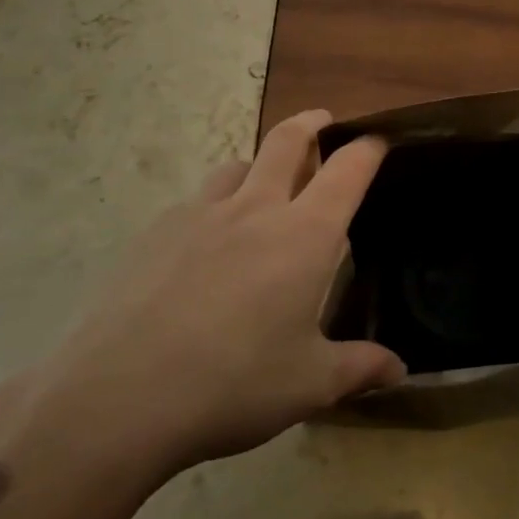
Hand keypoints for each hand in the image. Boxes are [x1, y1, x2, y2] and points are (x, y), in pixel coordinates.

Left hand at [15, 110, 403, 498]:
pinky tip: (207, 241)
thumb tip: (399, 370)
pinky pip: (196, 201)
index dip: (368, 149)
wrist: (118, 397)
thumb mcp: (309, 384)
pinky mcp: (156, 232)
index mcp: (304, 235)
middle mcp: (256, 209)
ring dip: (260, 163)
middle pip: (286, 140)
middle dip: (311, 123)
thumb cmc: (233, 385)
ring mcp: (201, 214)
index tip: (379, 142)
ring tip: (264, 182)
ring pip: (238, 165)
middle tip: (322, 121)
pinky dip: (216, 203)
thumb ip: (359, 368)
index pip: (347, 171)